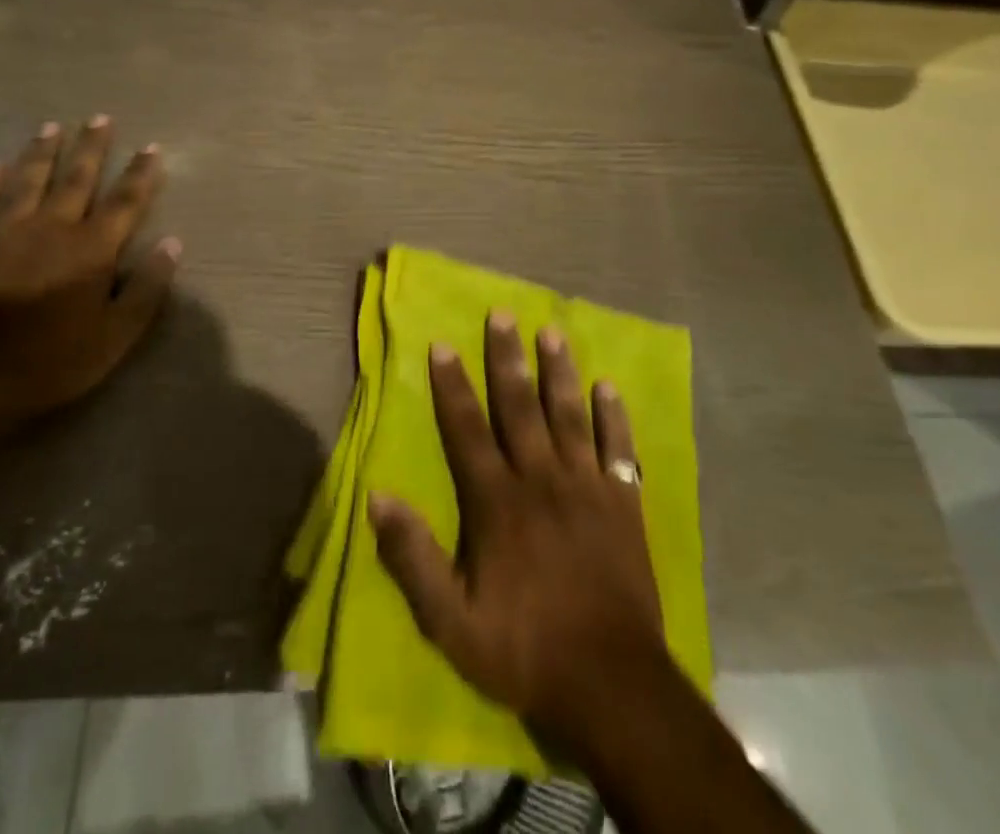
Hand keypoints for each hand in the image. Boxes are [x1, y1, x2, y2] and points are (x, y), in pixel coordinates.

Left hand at [0, 117, 179, 432]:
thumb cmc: (53, 363)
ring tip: (51, 127)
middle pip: (76, 179)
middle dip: (91, 147)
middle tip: (99, 118)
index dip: (140, 173)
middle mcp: (50, 230)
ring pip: (26, 182)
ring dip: (41, 153)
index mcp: (90, 250)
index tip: (152, 147)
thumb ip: (147, 288)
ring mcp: (3, 235)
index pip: (124, 202)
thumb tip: (173, 243)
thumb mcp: (116, 336)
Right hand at [370, 311, 666, 755]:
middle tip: (503, 314)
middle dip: (507, 359)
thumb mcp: (451, 621)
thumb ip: (412, 557)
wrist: (611, 684)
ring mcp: (587, 489)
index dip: (452, 386)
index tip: (442, 344)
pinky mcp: (623, 505)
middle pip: (520, 407)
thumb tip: (377, 496)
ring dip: (560, 373)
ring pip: (570, 417)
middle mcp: (541, 480)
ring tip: (553, 334)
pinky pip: (619, 451)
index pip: (467, 430)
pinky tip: (610, 388)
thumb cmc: (524, 649)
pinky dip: (615, 418)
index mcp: (497, 502)